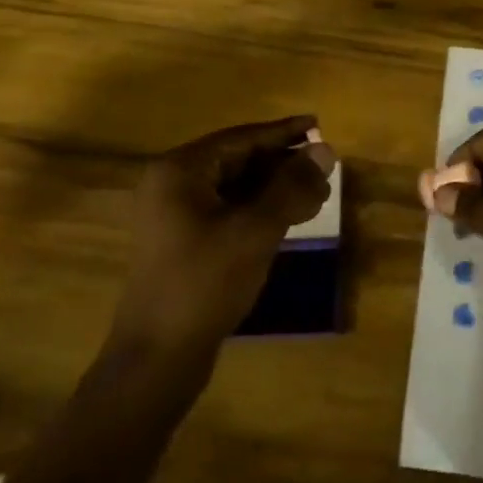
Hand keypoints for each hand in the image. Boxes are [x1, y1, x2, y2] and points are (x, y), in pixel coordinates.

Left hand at [106, 116, 334, 358]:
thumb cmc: (205, 283)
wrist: (157, 357)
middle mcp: (172, 184)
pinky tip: (290, 218)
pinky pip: (228, 211)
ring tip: (317, 195)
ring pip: (235, 187)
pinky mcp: (183, 242)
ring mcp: (174, 215)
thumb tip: (325, 149)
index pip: (240, 138)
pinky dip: (260, 210)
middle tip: (325, 169)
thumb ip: (291, 186)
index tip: (318, 125)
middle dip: (283, 164)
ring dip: (275, 188)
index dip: (283, 132)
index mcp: (180, 171)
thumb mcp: (255, 230)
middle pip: (237, 160)